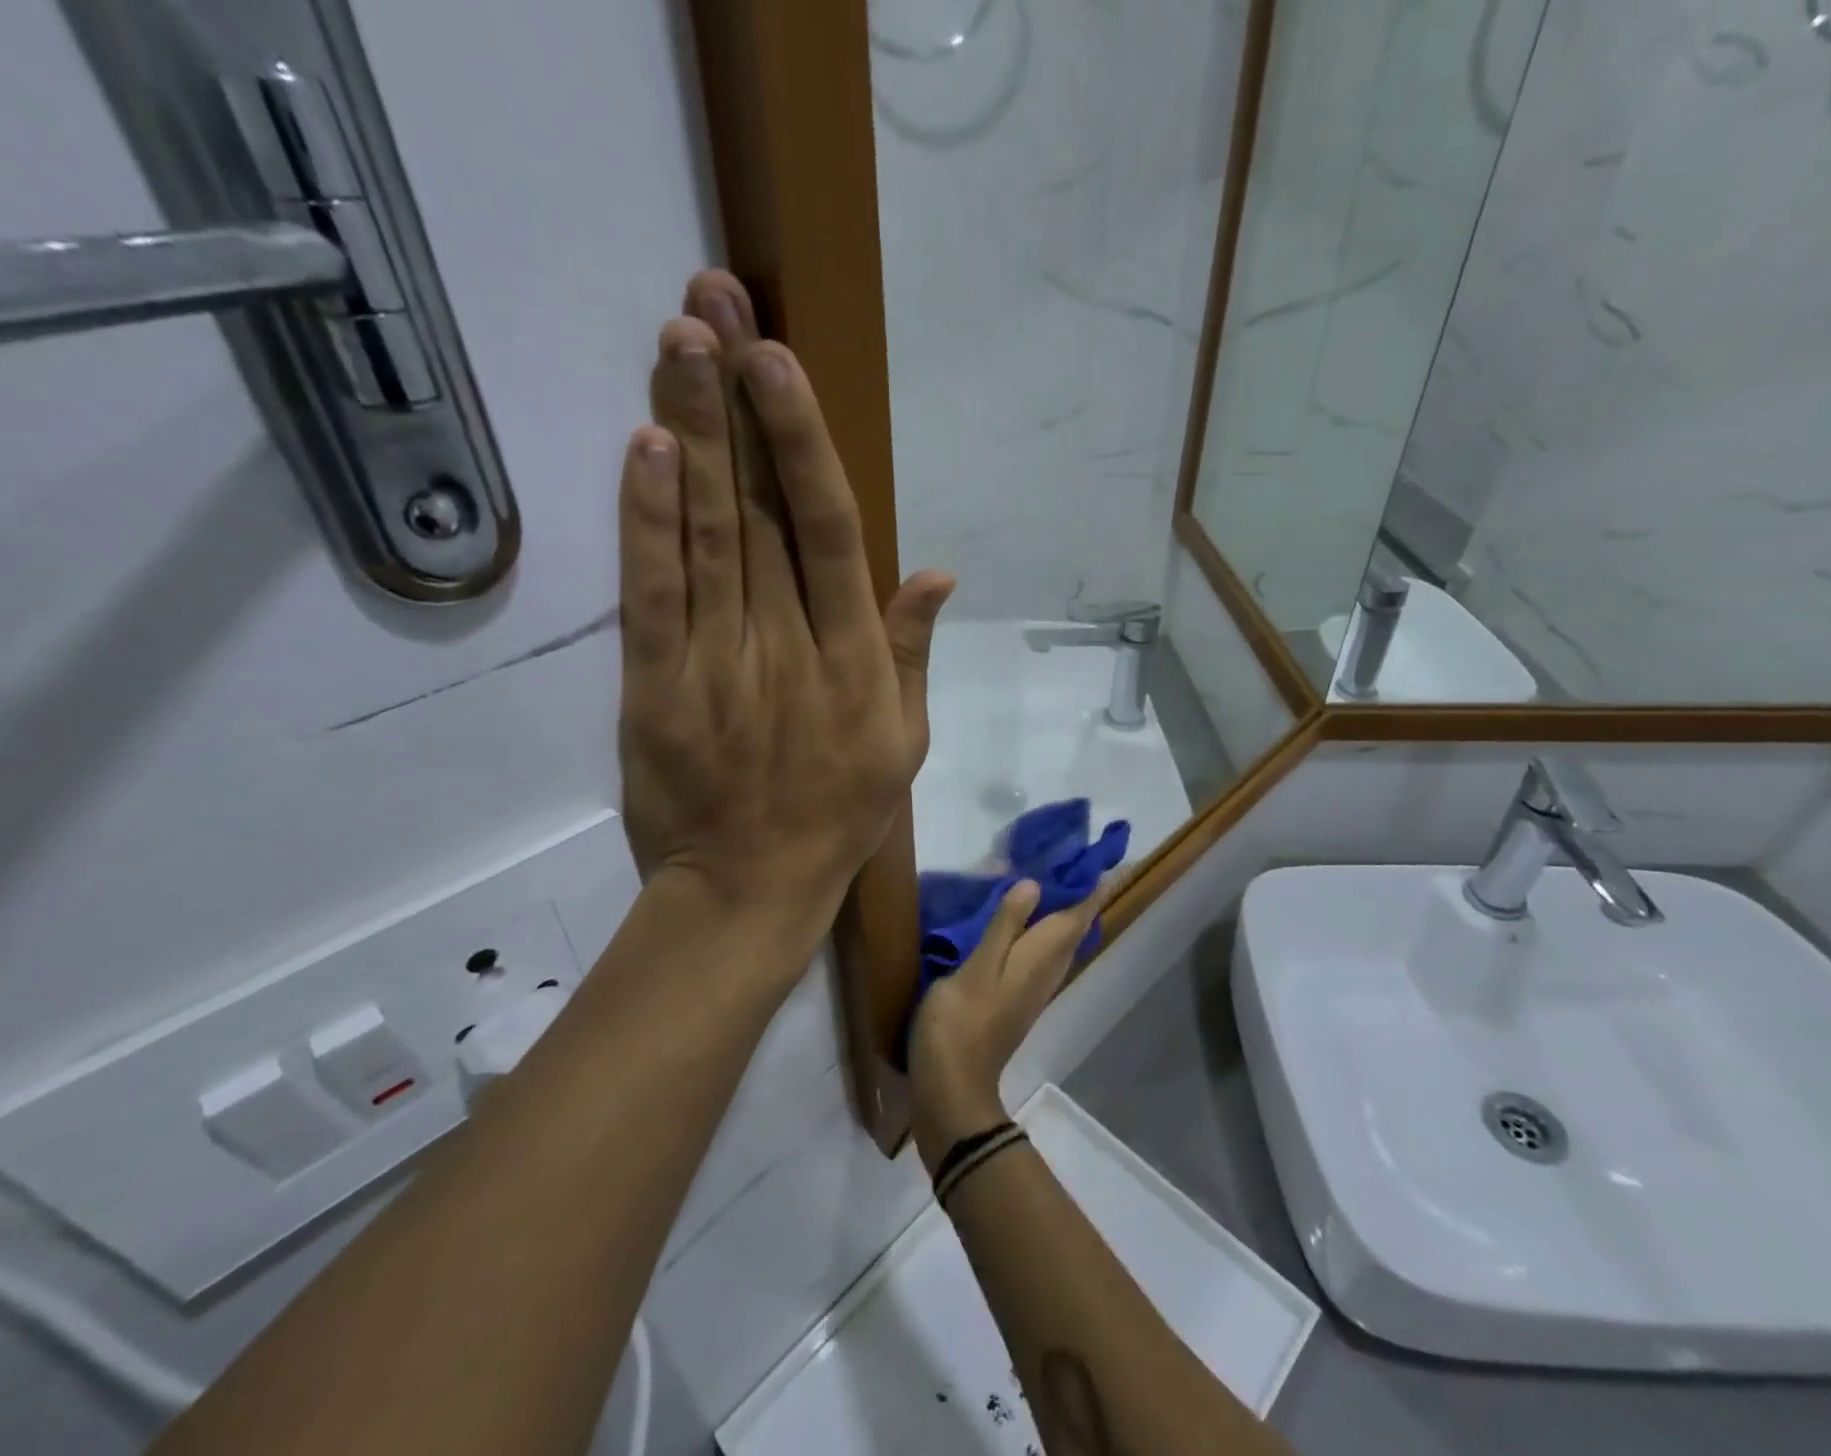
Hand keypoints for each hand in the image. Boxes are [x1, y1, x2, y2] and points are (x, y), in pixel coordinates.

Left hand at [619, 271, 953, 955]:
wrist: (749, 890)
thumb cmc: (837, 818)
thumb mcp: (903, 746)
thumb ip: (912, 655)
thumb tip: (935, 572)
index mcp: (855, 661)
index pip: (829, 531)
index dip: (803, 441)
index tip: (778, 360)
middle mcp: (790, 646)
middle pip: (760, 509)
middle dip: (736, 402)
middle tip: (712, 302)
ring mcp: (718, 663)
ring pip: (705, 534)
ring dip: (690, 432)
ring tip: (678, 340)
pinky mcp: (656, 687)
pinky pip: (652, 593)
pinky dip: (646, 519)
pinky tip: (644, 445)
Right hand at [907, 877, 1116, 1171]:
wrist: (951, 1086)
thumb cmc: (961, 1022)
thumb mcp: (978, 967)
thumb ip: (1005, 925)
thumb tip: (1034, 884)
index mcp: (1039, 958)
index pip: (1077, 916)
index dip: (1090, 887)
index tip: (1098, 856)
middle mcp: (1045, 972)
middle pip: (1072, 928)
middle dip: (1078, 895)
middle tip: (1069, 858)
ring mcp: (1031, 988)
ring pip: (1057, 942)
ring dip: (1060, 912)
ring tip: (1048, 881)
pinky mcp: (1015, 998)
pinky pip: (1039, 954)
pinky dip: (1039, 930)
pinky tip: (1020, 922)